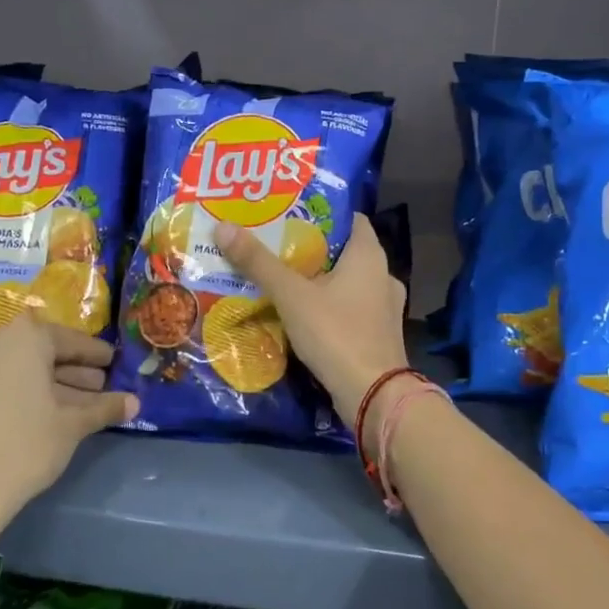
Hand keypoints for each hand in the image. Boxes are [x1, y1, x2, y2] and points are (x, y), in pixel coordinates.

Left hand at [0, 315, 135, 534]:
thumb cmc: (24, 446)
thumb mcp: (72, 425)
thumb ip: (105, 408)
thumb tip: (135, 403)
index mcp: (26, 337)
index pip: (72, 340)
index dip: (97, 354)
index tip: (115, 363)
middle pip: (45, 351)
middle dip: (76, 370)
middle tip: (103, 386)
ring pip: (24, 367)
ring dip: (54, 383)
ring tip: (84, 404)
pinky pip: (4, 380)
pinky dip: (28, 391)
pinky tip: (51, 413)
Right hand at [213, 213, 409, 421]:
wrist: (373, 396)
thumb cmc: (336, 333)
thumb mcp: (292, 296)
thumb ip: (259, 262)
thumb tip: (224, 226)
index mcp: (370, 255)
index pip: (349, 218)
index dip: (319, 213)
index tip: (287, 213)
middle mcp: (383, 275)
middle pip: (343, 251)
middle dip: (310, 248)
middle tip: (273, 245)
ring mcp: (384, 307)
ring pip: (346, 282)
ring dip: (318, 280)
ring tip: (281, 279)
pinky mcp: (379, 334)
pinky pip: (350, 309)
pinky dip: (328, 307)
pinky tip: (301, 315)